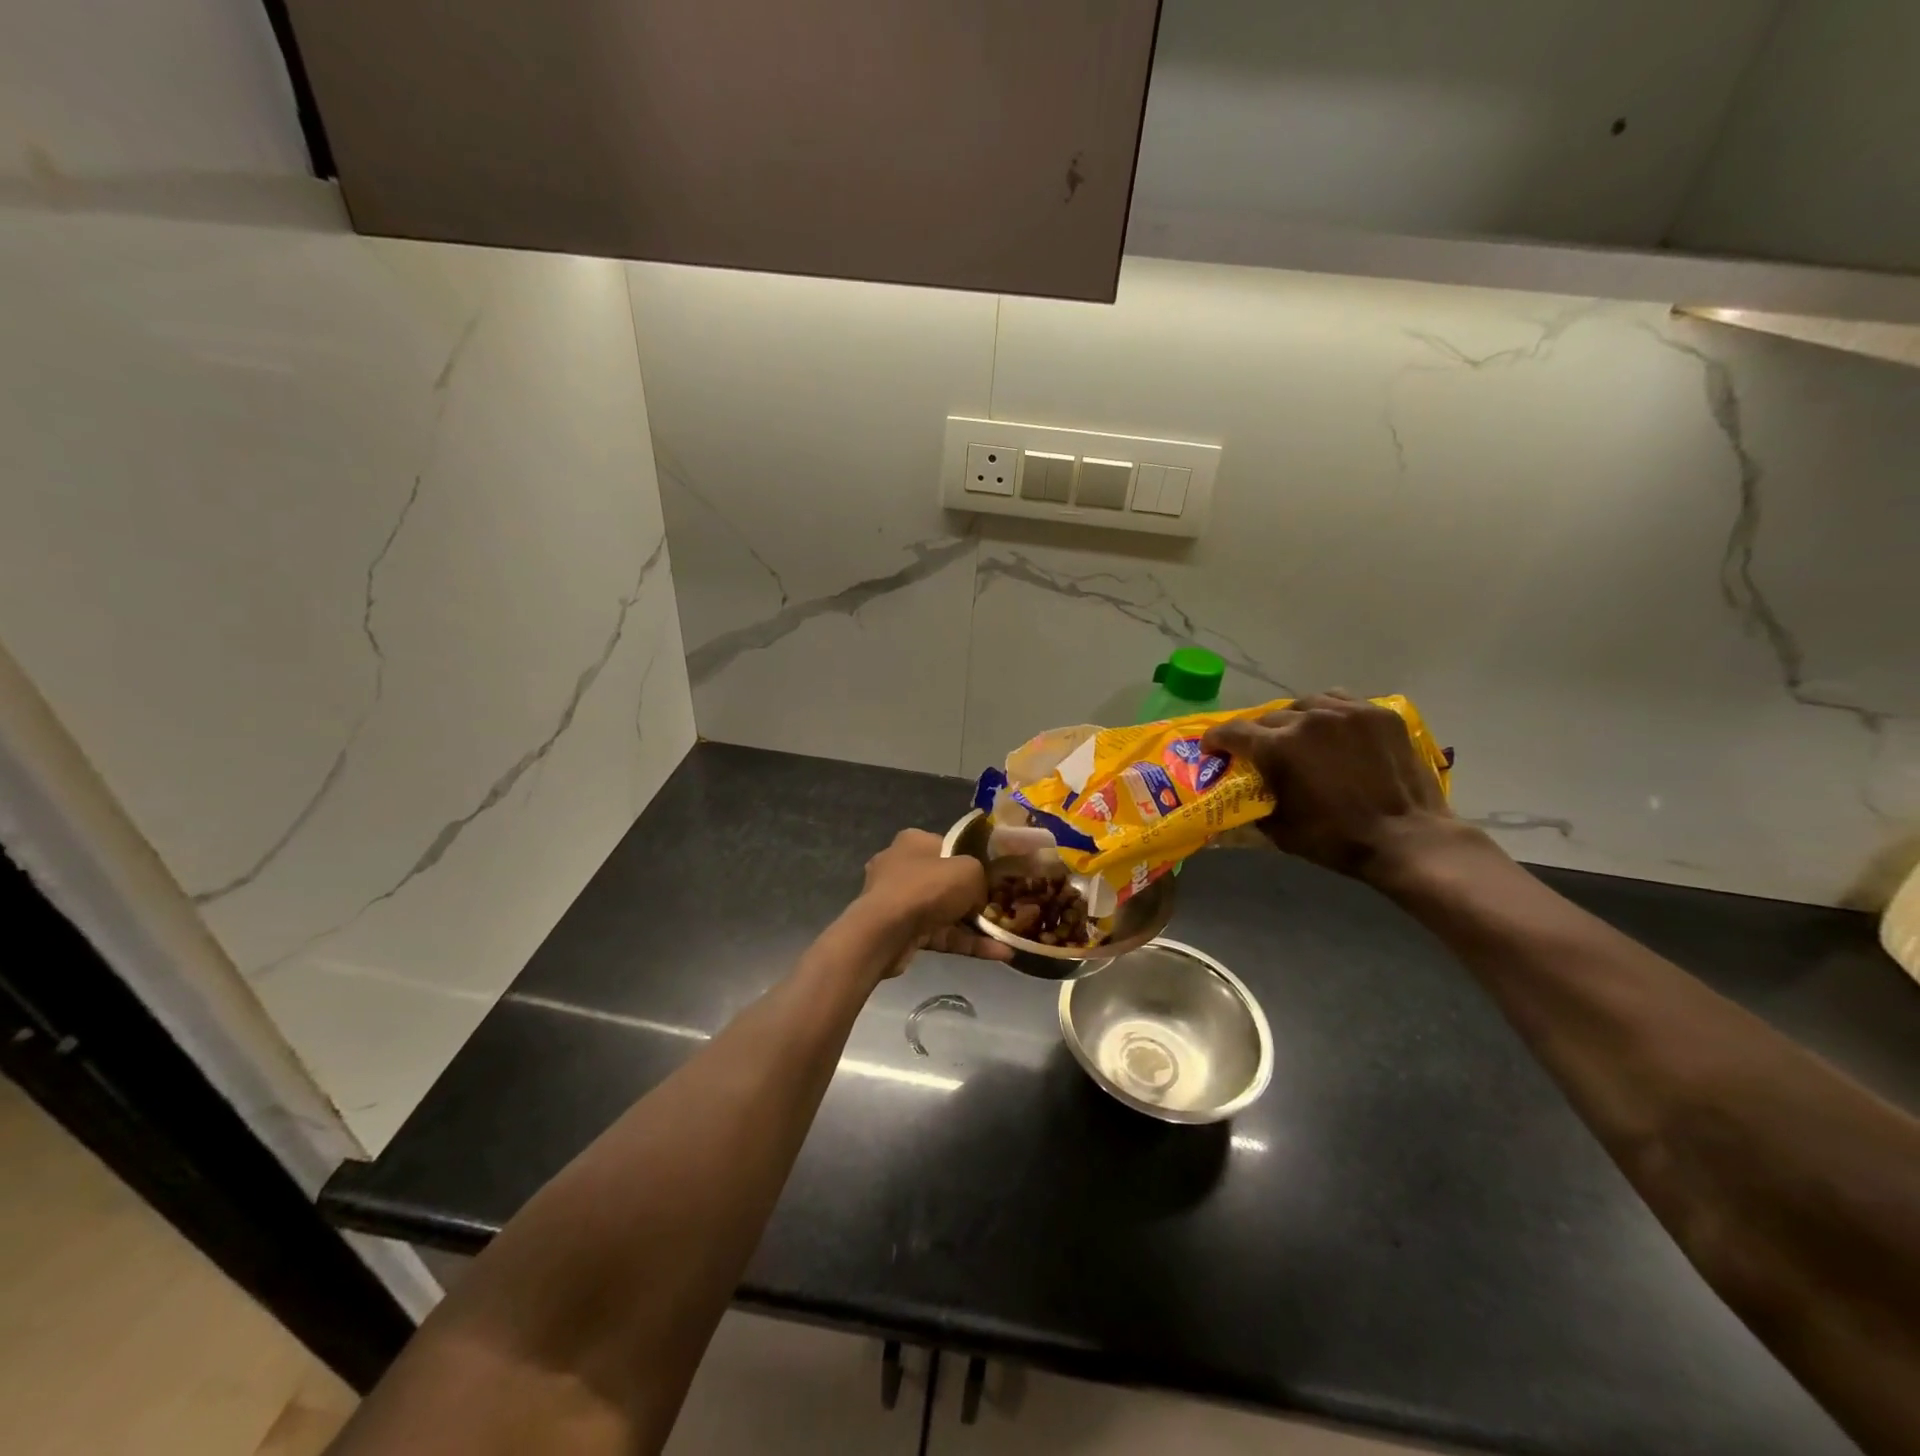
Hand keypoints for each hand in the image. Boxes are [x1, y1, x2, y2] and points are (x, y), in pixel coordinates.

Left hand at [852, 829, 1013, 972]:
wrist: (885, 931)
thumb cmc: (927, 887)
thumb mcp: (969, 871)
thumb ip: (980, 879)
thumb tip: (978, 898)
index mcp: (914, 842)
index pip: (948, 847)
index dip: (971, 862)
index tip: (992, 879)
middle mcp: (902, 867)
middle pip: (946, 882)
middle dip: (973, 899)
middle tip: (1000, 911)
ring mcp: (898, 901)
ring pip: (944, 912)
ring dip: (974, 927)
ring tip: (1007, 941)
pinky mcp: (900, 931)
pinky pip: (940, 935)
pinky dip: (965, 943)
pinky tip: (997, 955)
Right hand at [1201, 692, 1456, 882]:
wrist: (1408, 838)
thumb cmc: (1337, 839)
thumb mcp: (1281, 830)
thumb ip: (1255, 806)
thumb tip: (1240, 801)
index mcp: (1280, 747)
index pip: (1234, 731)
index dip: (1216, 739)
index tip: (1212, 749)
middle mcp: (1309, 719)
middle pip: (1268, 717)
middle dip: (1256, 734)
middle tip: (1257, 751)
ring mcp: (1347, 712)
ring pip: (1304, 704)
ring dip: (1292, 719)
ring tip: (1295, 735)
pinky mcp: (1377, 714)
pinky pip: (1339, 700)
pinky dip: (1326, 711)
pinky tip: (1329, 727)